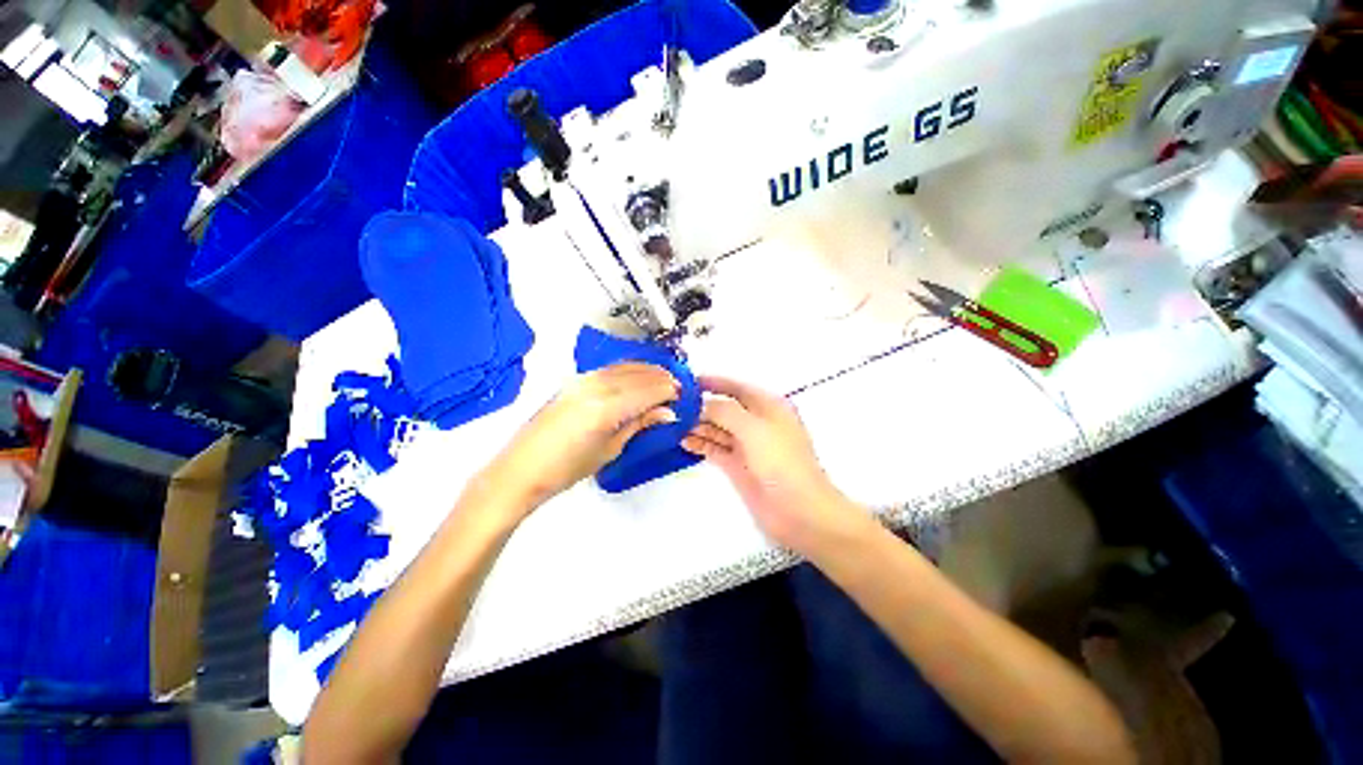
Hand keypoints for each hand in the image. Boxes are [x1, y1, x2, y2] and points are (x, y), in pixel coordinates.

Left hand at [481, 363, 679, 512]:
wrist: (522, 468)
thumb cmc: (567, 468)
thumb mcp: (610, 448)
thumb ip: (639, 423)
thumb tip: (666, 412)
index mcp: (606, 407)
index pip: (647, 390)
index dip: (668, 390)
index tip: (682, 395)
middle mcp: (595, 386)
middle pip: (637, 374)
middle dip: (660, 378)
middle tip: (677, 386)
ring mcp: (582, 380)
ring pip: (623, 368)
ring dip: (646, 371)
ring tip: (662, 379)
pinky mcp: (574, 381)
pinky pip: (609, 370)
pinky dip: (628, 371)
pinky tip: (636, 377)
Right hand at [680, 376, 870, 556]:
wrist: (799, 511)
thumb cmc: (781, 462)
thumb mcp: (753, 429)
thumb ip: (725, 411)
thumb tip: (701, 404)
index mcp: (768, 407)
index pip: (737, 387)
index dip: (714, 382)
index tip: (688, 381)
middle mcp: (756, 422)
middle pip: (724, 408)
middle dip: (701, 406)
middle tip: (673, 405)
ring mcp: (747, 445)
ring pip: (717, 428)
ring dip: (698, 425)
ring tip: (672, 423)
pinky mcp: (738, 465)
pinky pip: (715, 448)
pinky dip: (701, 444)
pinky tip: (683, 442)